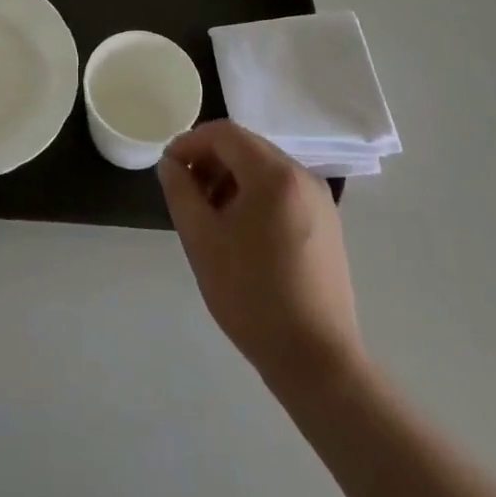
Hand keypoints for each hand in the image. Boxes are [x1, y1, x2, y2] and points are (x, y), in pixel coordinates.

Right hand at [157, 121, 362, 388]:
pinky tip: (240, 233)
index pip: (224, 134)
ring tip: (210, 216)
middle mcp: (302, 175)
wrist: (317, 362)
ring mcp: (320, 201)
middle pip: (246, 148)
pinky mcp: (327, 225)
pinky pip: (283, 192)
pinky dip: (255, 197)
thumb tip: (170, 164)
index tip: (168, 168)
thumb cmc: (252, 296)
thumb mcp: (202, 240)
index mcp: (274, 173)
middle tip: (185, 192)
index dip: (190, 142)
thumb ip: (181, 192)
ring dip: (231, 180)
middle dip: (210, 161)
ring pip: (264, 170)